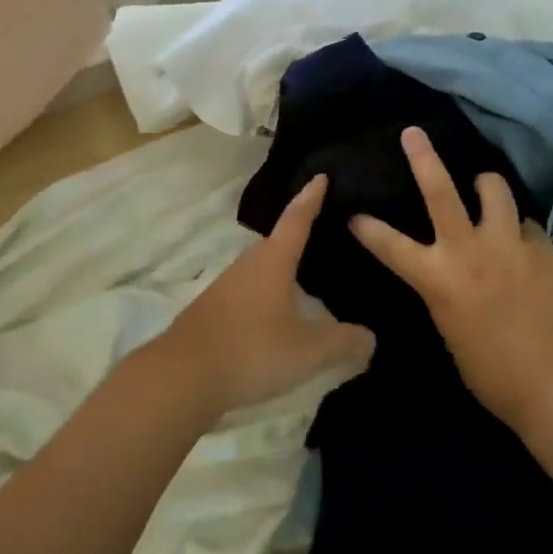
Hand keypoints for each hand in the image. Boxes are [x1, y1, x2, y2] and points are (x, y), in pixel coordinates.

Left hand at [157, 175, 375, 419]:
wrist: (182, 377)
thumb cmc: (251, 350)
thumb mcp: (308, 350)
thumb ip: (343, 342)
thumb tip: (370, 338)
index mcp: (272, 260)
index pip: (297, 219)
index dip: (311, 198)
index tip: (321, 176)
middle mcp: (248, 264)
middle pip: (279, 243)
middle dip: (301, 237)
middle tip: (327, 236)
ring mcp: (227, 287)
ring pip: (263, 270)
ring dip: (284, 272)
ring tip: (309, 282)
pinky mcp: (215, 310)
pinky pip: (251, 293)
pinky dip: (269, 296)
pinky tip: (279, 317)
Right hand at [349, 127, 552, 433]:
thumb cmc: (490, 372)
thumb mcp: (449, 327)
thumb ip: (443, 290)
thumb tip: (447, 273)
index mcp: (438, 278)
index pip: (389, 244)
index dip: (367, 228)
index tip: (354, 215)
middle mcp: (469, 251)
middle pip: (441, 191)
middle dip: (423, 157)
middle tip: (413, 133)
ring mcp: (508, 246)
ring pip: (494, 191)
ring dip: (486, 185)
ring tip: (485, 186)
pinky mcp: (542, 250)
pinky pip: (527, 224)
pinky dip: (519, 228)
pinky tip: (522, 241)